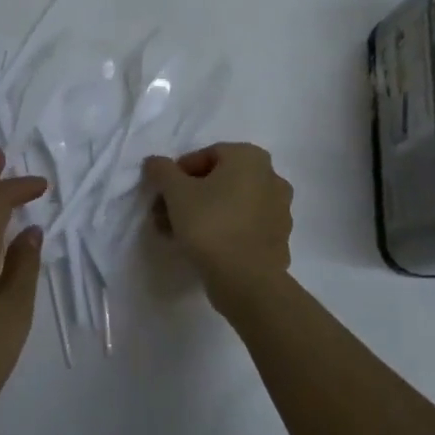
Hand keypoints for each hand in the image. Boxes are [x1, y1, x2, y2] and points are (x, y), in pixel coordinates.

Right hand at [142, 143, 293, 298]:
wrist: (246, 280)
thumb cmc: (210, 224)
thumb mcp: (176, 192)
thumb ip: (162, 171)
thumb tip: (154, 162)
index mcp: (251, 157)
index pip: (206, 155)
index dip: (179, 173)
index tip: (163, 194)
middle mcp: (271, 177)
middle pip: (219, 180)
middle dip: (188, 196)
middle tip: (164, 215)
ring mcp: (279, 210)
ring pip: (231, 205)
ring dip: (203, 214)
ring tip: (176, 234)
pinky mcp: (278, 239)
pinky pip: (244, 226)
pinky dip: (223, 230)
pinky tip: (201, 248)